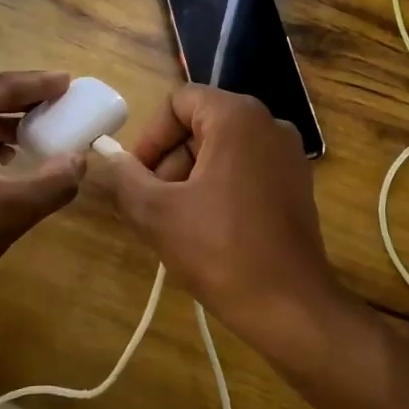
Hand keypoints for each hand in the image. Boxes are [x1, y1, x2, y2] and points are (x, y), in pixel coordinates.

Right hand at [102, 85, 342, 346]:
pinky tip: (207, 231)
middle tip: (153, 206)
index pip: (179, 102)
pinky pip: (246, 170)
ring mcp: (289, 156)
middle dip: (170, 161)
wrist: (289, 305)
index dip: (150, 136)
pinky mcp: (297, 185)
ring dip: (191, 178)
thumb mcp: (156, 213)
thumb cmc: (219, 251)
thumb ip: (125, 177)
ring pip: (223, 150)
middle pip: (202, 125)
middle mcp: (270, 124)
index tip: (137, 177)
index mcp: (238, 117)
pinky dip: (219, 189)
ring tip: (177, 224)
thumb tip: (111, 158)